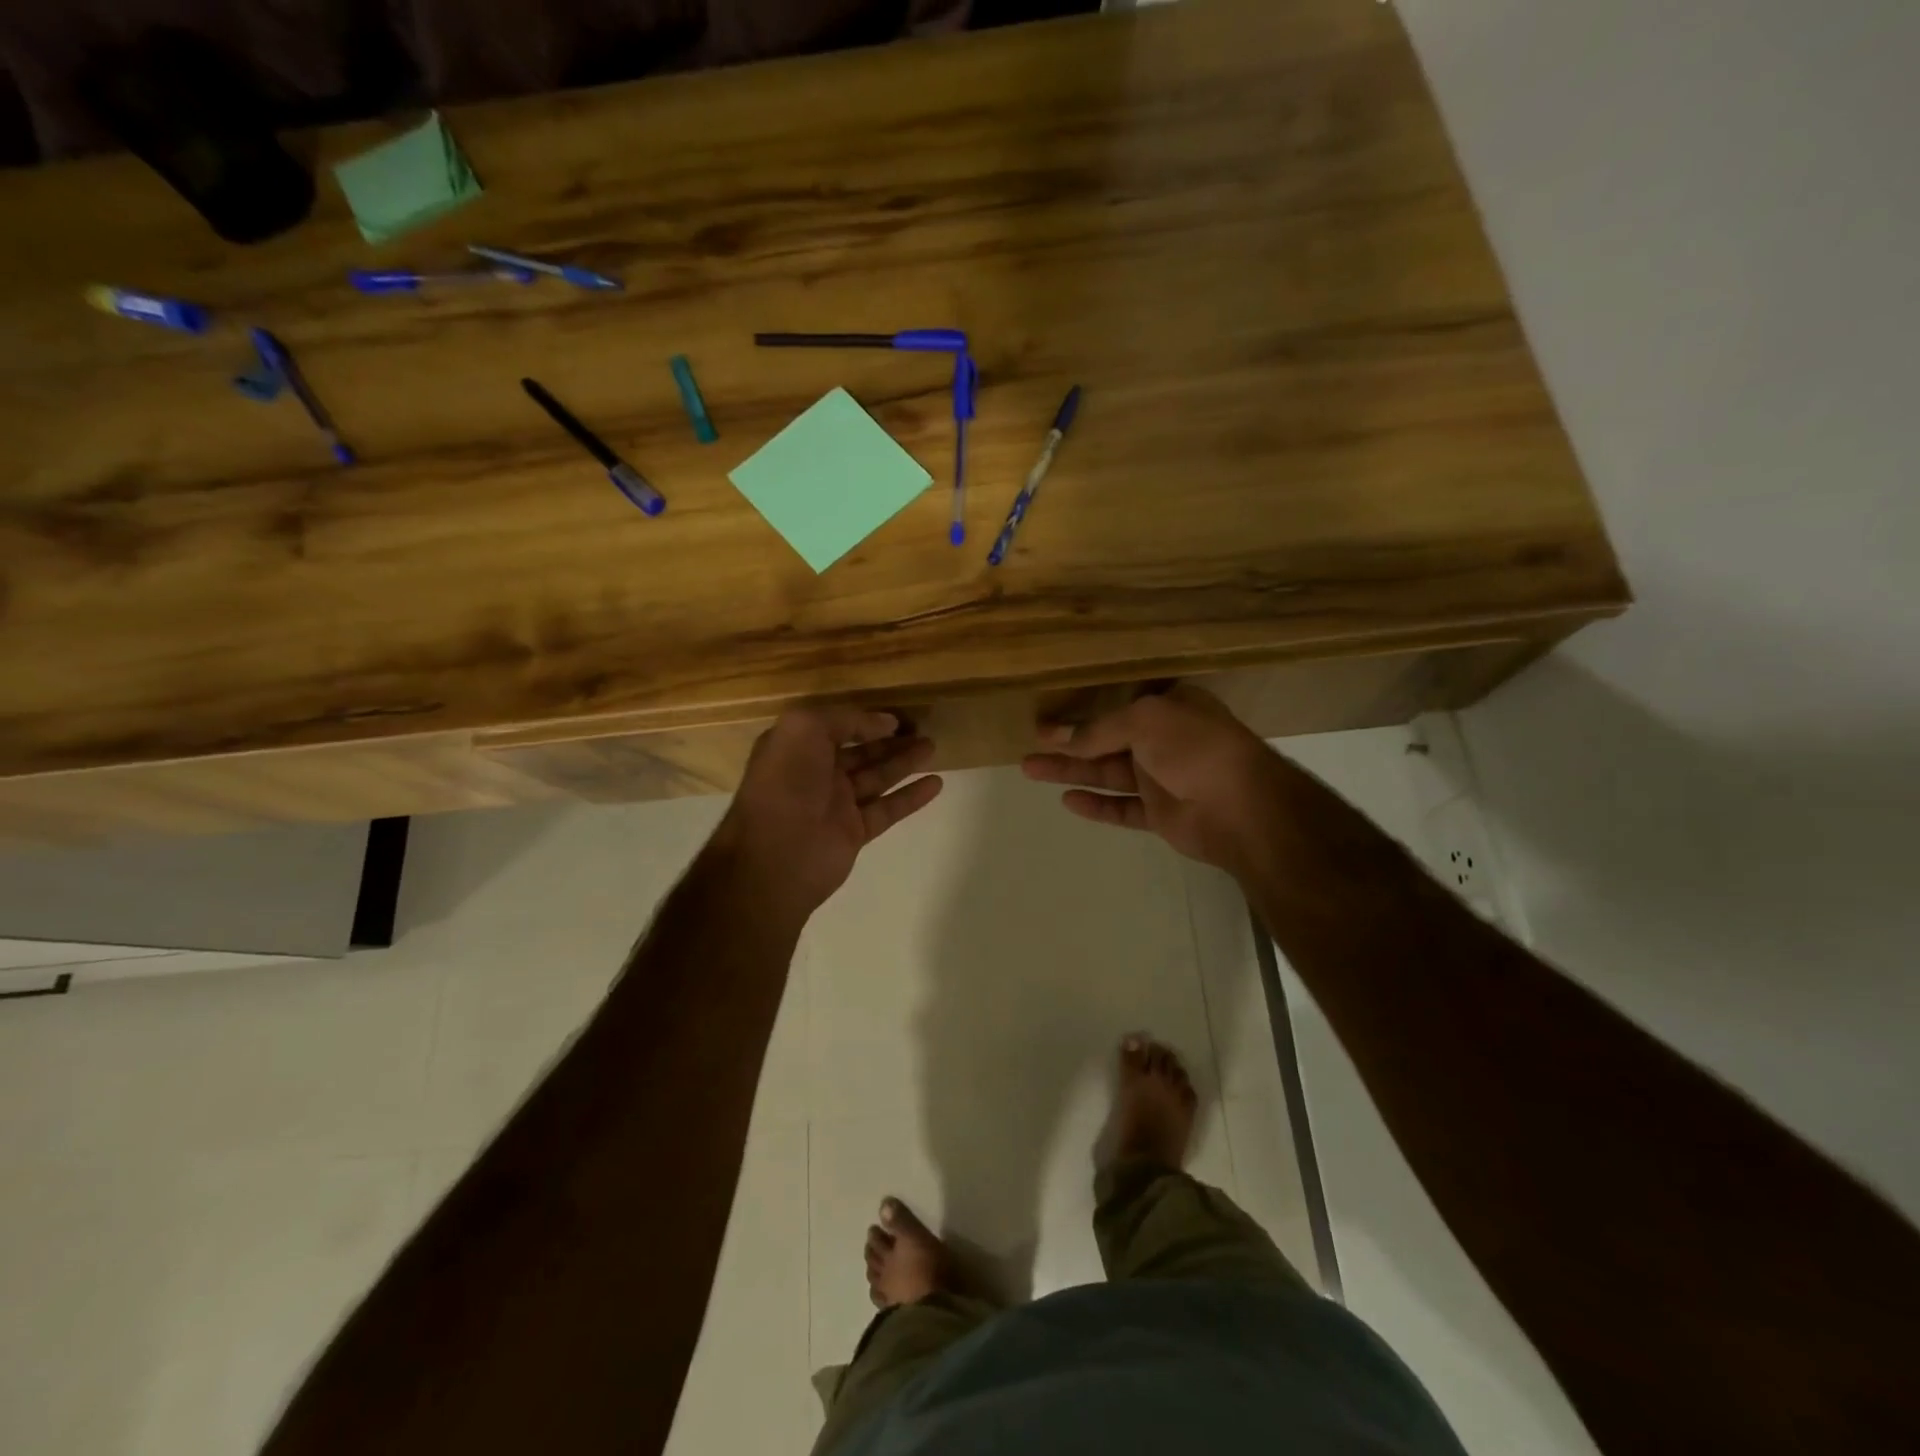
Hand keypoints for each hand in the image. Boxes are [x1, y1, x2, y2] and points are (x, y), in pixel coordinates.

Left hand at [711, 706, 942, 923]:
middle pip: (861, 752)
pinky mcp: (854, 832)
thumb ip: (845, 718)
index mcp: (797, 748)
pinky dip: (911, 796)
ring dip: (904, 762)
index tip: (896, 717)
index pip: (836, 727)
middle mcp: (816, 774)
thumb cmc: (786, 783)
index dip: (865, 720)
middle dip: (890, 741)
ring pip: (877, 777)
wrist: (775, 855)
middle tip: (923, 730)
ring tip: (933, 747)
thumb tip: (884, 722)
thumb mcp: (806, 728)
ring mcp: (836, 805)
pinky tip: (936, 783)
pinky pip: (887, 809)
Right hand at [1022, 686, 1280, 875]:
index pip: (1119, 703)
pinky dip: (1096, 805)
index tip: (1049, 714)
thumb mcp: (1144, 721)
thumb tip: (1058, 736)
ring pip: (1108, 773)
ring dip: (1071, 771)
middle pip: (1107, 740)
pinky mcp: (1160, 813)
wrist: (1241, 808)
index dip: (1083, 708)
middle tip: (1030, 744)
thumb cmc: (1195, 748)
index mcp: (1169, 708)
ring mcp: (1163, 779)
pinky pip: (1121, 807)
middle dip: (1068, 743)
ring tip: (1029, 769)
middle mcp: (1165, 740)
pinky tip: (1068, 800)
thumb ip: (1098, 729)